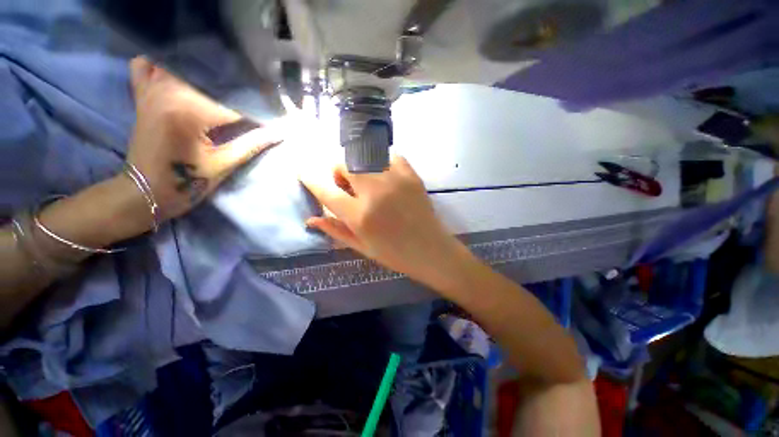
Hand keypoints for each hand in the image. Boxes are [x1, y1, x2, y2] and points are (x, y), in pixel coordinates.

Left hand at [126, 57, 282, 222]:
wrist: (143, 192)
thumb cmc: (186, 184)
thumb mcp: (223, 165)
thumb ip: (252, 144)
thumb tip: (280, 132)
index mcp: (189, 111)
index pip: (233, 103)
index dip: (257, 111)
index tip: (274, 118)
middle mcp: (168, 91)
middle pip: (210, 79)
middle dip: (237, 91)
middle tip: (255, 104)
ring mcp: (151, 90)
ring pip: (182, 65)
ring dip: (205, 74)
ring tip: (224, 89)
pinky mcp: (141, 95)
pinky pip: (145, 65)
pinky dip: (162, 65)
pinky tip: (180, 76)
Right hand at [300, 156, 467, 287]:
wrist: (430, 249)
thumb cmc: (394, 254)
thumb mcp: (362, 247)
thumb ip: (335, 230)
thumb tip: (310, 219)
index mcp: (360, 216)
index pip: (326, 191)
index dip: (310, 179)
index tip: (302, 170)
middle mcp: (374, 193)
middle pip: (344, 165)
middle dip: (339, 173)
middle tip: (348, 186)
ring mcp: (395, 180)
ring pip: (364, 157)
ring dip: (359, 167)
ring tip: (367, 182)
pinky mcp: (411, 174)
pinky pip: (389, 155)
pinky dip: (381, 163)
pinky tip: (385, 176)